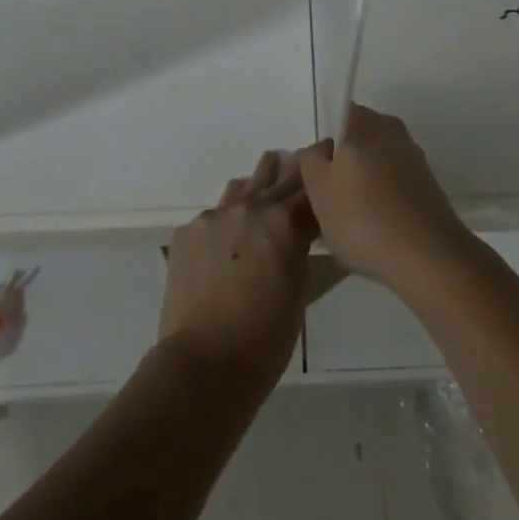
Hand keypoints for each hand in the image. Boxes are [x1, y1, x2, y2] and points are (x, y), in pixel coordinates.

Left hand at [158, 150, 315, 397]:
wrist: (203, 365)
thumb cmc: (264, 340)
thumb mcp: (298, 291)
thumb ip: (299, 250)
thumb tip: (298, 233)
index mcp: (284, 222)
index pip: (309, 192)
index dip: (321, 183)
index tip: (330, 168)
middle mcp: (250, 207)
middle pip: (278, 181)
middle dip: (294, 170)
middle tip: (305, 155)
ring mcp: (216, 216)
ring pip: (244, 187)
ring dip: (260, 180)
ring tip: (270, 165)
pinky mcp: (188, 231)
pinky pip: (214, 213)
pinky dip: (228, 215)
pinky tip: (230, 224)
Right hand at [296, 105, 474, 294]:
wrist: (429, 258)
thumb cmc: (364, 217)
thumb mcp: (319, 189)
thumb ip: (311, 160)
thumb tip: (320, 150)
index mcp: (366, 121)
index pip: (338, 115)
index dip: (324, 143)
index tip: (316, 175)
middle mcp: (392, 130)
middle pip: (358, 140)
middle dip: (343, 165)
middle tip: (328, 200)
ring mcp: (413, 158)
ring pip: (376, 164)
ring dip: (363, 185)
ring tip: (351, 222)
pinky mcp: (428, 186)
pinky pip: (394, 185)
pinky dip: (383, 201)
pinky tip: (377, 231)